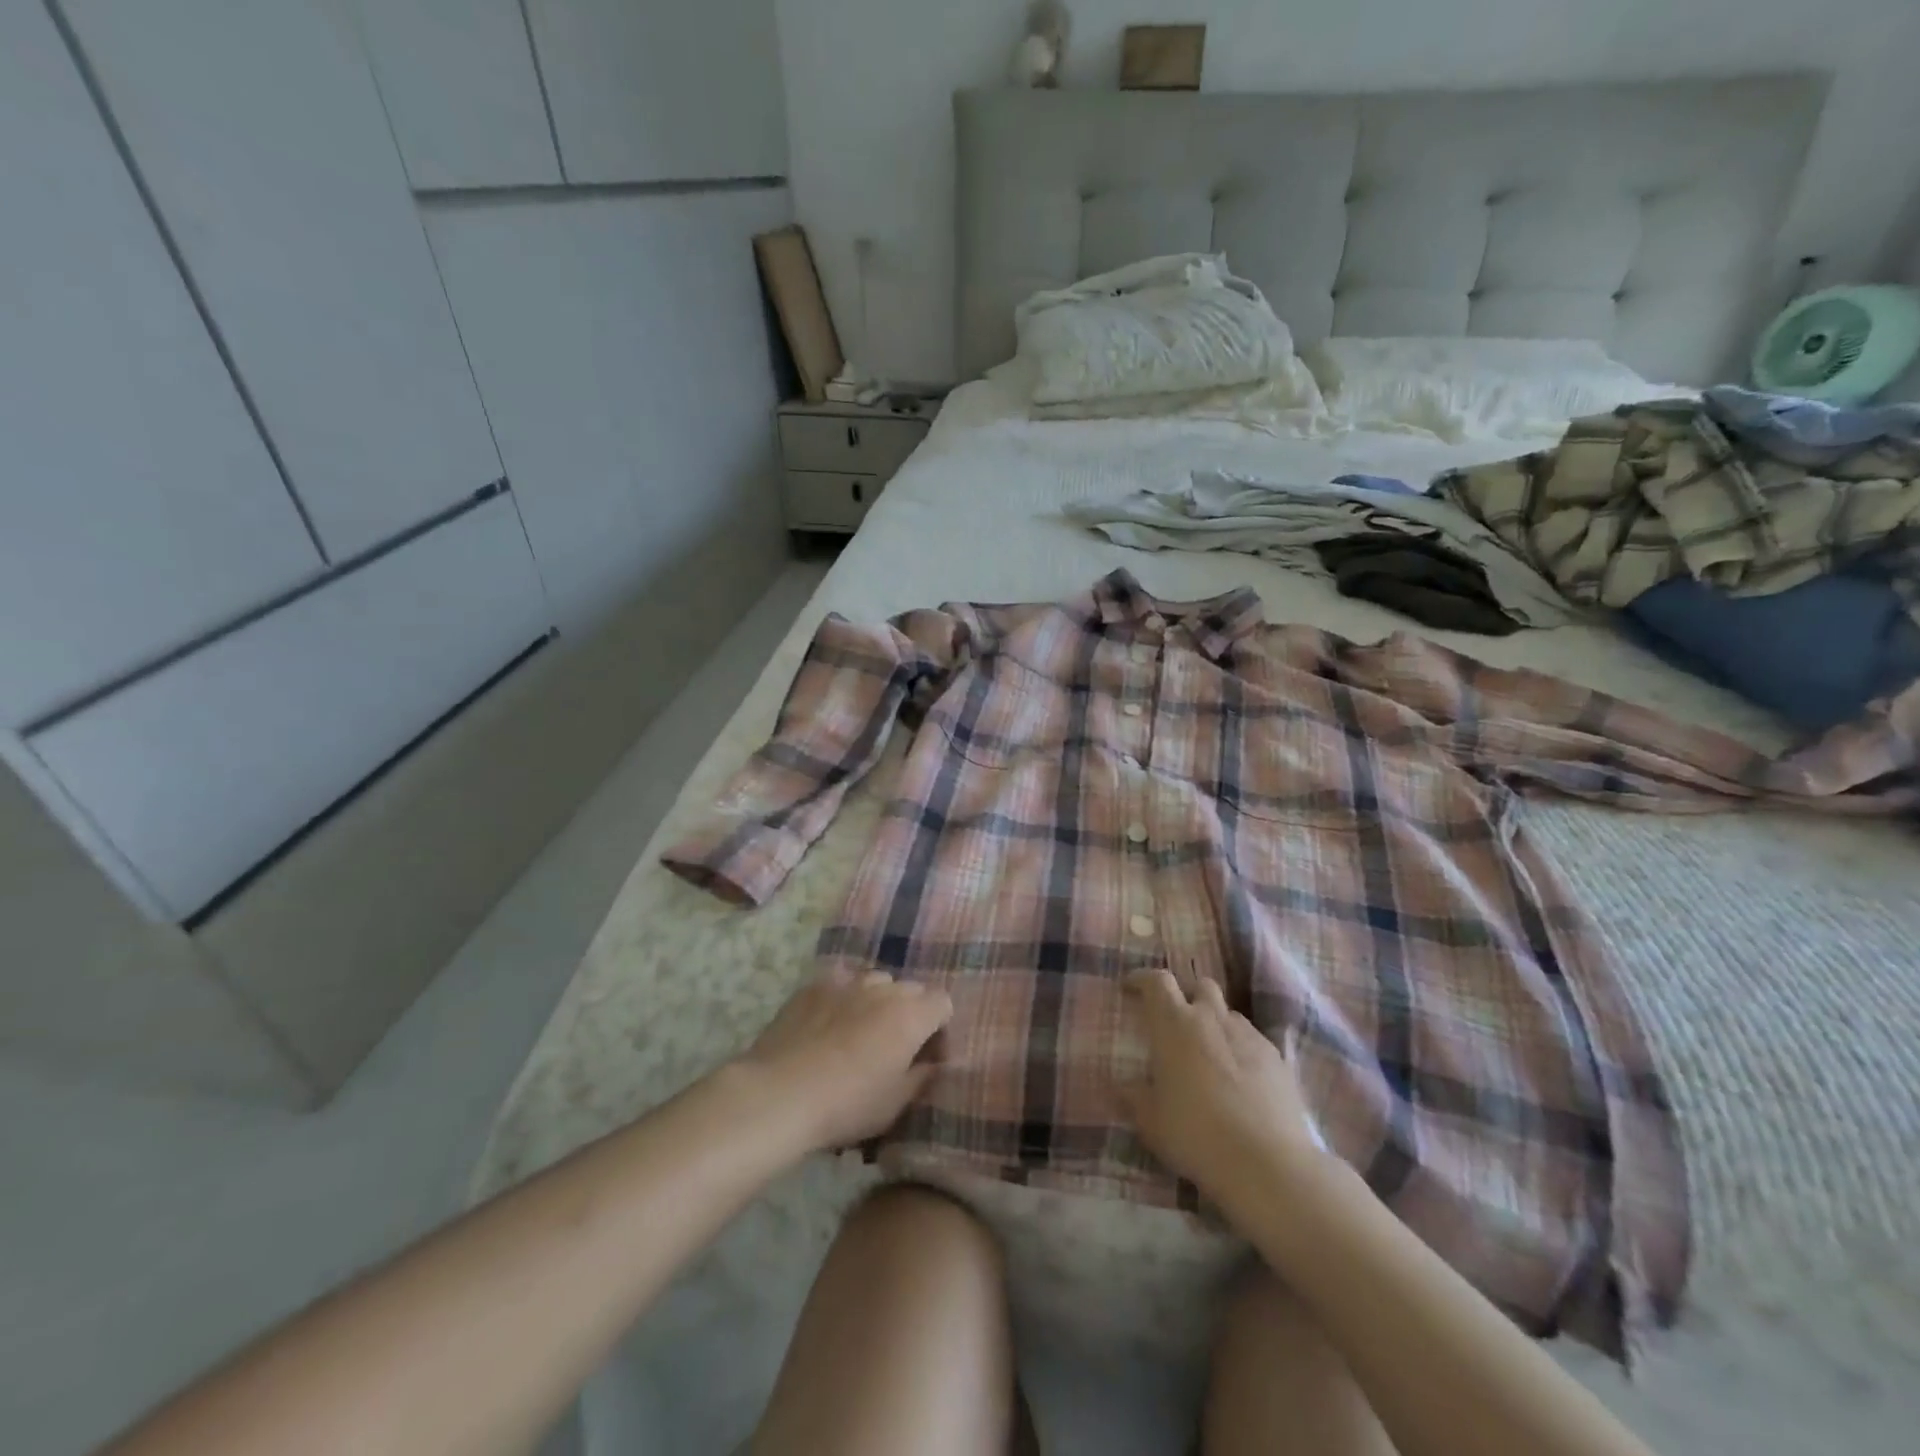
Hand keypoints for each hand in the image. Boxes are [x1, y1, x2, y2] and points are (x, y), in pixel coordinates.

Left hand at [737, 968, 952, 1152]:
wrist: (780, 1093)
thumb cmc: (846, 1105)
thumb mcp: (894, 1104)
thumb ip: (921, 1077)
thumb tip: (931, 1061)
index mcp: (911, 1015)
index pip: (943, 1003)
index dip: (939, 1028)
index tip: (927, 1055)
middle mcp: (884, 988)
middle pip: (910, 990)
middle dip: (910, 1013)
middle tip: (893, 1046)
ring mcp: (847, 981)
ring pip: (875, 981)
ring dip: (877, 1001)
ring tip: (859, 1031)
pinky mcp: (815, 984)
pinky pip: (841, 981)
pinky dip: (844, 996)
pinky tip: (829, 1020)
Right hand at [1119, 967, 1329, 1209]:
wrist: (1268, 1163)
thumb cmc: (1196, 1134)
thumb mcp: (1150, 1121)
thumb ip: (1134, 1097)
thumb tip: (1122, 1085)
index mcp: (1174, 1024)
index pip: (1157, 981)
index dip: (1142, 979)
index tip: (1131, 988)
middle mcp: (1211, 1019)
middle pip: (1200, 985)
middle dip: (1186, 994)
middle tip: (1175, 1020)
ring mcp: (1249, 1036)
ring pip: (1228, 1013)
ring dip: (1215, 1023)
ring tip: (1208, 1053)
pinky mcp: (1278, 1059)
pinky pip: (1252, 1040)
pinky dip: (1240, 1049)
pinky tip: (1240, 1079)